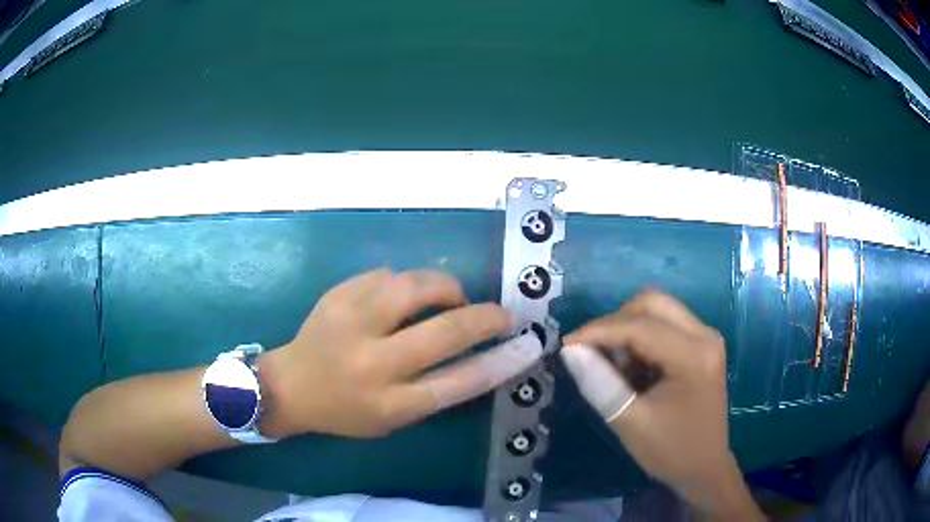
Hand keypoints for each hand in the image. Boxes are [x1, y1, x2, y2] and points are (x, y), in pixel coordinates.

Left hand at [262, 269, 542, 438]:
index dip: (500, 362)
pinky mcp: (337, 295)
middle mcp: (372, 364)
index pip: (458, 383)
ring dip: (445, 288)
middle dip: (485, 318)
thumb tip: (482, 354)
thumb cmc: (345, 411)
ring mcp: (351, 323)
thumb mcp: (392, 418)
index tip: (526, 345)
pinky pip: (386, 275)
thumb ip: (434, 389)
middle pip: (445, 332)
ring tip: (451, 297)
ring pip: (415, 287)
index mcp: (388, 403)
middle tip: (500, 314)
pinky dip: (404, 283)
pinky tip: (401, 296)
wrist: (289, 386)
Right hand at [560, 291, 763, 519]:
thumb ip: (599, 383)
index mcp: (693, 355)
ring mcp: (706, 337)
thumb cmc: (669, 450)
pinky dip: (642, 338)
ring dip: (629, 329)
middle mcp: (705, 335)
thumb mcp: (629, 421)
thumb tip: (571, 351)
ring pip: (658, 309)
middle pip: (652, 303)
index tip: (566, 345)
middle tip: (593, 353)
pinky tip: (635, 369)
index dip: (598, 330)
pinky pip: (666, 324)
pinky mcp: (702, 345)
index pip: (639, 325)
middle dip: (615, 323)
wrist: (704, 467)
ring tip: (616, 367)